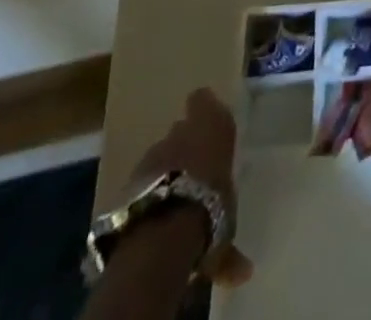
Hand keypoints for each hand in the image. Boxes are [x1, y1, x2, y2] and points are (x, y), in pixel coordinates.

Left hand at [120, 88, 252, 288]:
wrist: (163, 230)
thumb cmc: (210, 207)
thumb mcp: (227, 221)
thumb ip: (230, 238)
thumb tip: (244, 271)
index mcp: (212, 126)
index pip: (202, 100)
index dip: (202, 108)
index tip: (205, 119)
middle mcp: (180, 133)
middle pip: (179, 131)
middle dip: (184, 147)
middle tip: (193, 170)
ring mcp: (151, 156)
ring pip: (158, 157)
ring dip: (164, 171)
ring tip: (172, 198)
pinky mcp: (126, 182)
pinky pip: (141, 183)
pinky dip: (146, 194)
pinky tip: (152, 214)